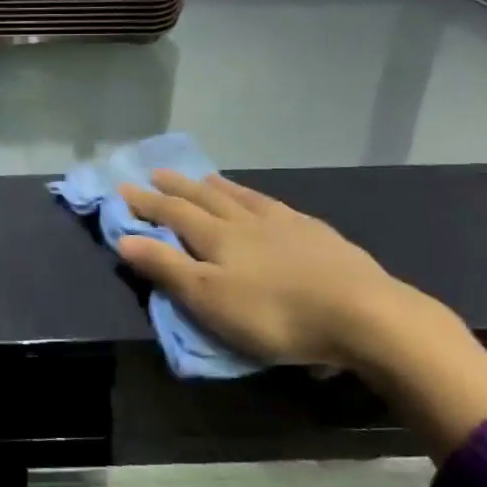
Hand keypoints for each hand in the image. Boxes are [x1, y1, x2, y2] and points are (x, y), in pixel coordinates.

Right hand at [116, 170, 416, 369]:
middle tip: (157, 172)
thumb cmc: (275, 314)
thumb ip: (166, 267)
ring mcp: (287, 225)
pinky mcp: (319, 236)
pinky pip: (278, 207)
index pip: (173, 213)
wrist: (364, 315)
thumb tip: (124, 237)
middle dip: (178, 187)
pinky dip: (260, 199)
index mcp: (218, 237)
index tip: (123, 187)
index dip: (146, 202)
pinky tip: (267, 203)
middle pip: (206, 199)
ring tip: (205, 178)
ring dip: (218, 187)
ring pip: (243, 198)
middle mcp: (248, 222)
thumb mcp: (209, 298)